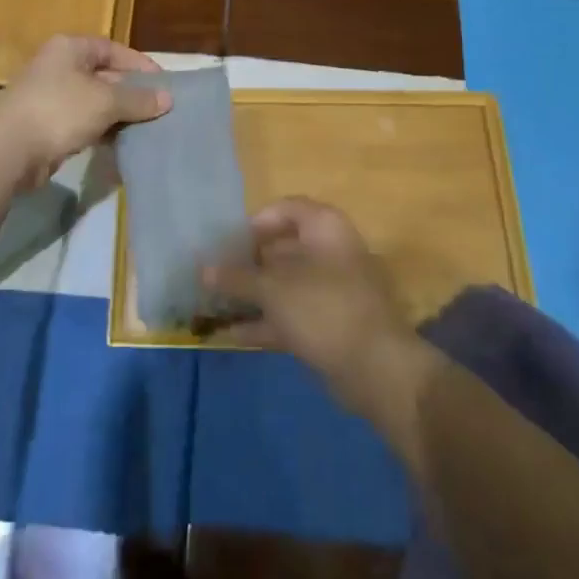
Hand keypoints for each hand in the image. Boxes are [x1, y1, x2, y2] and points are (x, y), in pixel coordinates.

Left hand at [0, 36, 168, 185]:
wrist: (8, 150)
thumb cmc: (59, 111)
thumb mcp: (106, 101)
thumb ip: (138, 99)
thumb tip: (168, 99)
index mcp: (70, 48)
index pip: (113, 49)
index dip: (139, 64)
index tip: (163, 83)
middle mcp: (59, 66)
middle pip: (104, 74)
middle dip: (131, 91)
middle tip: (159, 109)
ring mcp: (50, 96)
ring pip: (94, 100)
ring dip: (118, 113)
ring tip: (146, 127)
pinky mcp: (46, 124)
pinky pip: (82, 121)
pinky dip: (101, 129)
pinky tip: (120, 142)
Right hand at [204, 198, 417, 413]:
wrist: (376, 369)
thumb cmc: (323, 309)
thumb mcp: (273, 289)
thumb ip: (236, 277)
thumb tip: (202, 269)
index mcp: (324, 228)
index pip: (285, 209)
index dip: (255, 222)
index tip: (227, 242)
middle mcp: (330, 252)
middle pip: (282, 248)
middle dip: (247, 262)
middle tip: (214, 274)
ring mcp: (332, 291)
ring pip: (284, 285)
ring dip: (252, 295)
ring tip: (214, 304)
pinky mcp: (329, 325)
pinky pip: (291, 314)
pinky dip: (264, 321)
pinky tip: (230, 334)